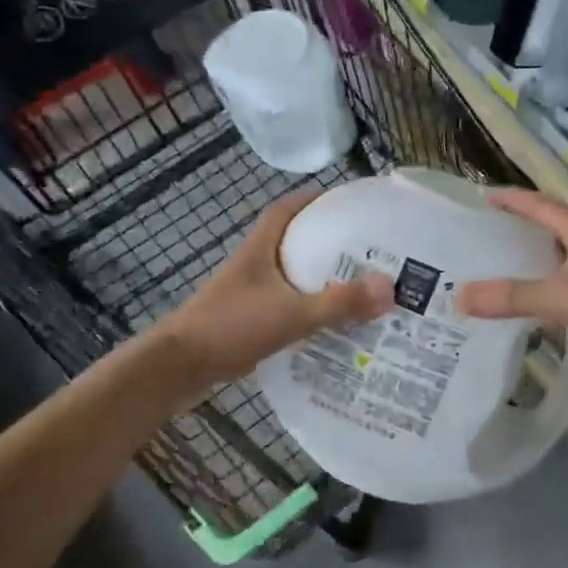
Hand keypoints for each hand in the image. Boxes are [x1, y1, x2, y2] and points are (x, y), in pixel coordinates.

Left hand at [157, 187, 392, 392]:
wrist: (177, 368)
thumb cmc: (230, 327)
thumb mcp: (291, 314)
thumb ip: (339, 303)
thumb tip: (390, 287)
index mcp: (260, 249)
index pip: (286, 210)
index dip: (313, 200)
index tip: (345, 201)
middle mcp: (253, 265)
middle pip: (293, 243)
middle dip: (327, 243)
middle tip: (367, 250)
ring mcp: (247, 294)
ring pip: (290, 278)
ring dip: (318, 280)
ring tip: (357, 288)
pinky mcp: (245, 321)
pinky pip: (285, 307)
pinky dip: (306, 310)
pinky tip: (330, 326)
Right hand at [454, 189, 567, 366]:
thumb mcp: (564, 296)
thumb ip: (513, 297)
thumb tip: (459, 296)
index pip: (539, 204)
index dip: (512, 199)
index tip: (485, 196)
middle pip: (556, 227)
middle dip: (525, 229)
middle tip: (491, 239)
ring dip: (545, 260)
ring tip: (514, 272)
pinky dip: (563, 286)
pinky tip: (554, 306)